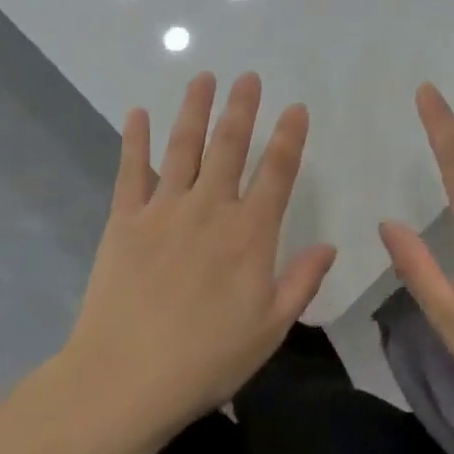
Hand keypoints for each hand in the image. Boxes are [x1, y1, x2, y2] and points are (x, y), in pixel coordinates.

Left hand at [62, 72, 337, 435]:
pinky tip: (137, 113)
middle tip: (248, 76)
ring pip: (183, 147)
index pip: (277, 173)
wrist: (126, 378)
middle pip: (229, 147)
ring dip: (194, 109)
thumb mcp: (270, 329)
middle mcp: (210, 209)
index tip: (295, 108)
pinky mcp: (124, 220)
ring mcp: (163, 210)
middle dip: (242, 109)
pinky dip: (134, 140)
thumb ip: (301, 282)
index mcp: (250, 235)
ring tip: (203, 77)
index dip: (289, 138)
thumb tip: (329, 246)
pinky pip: (130, 171)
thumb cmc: (207, 359)